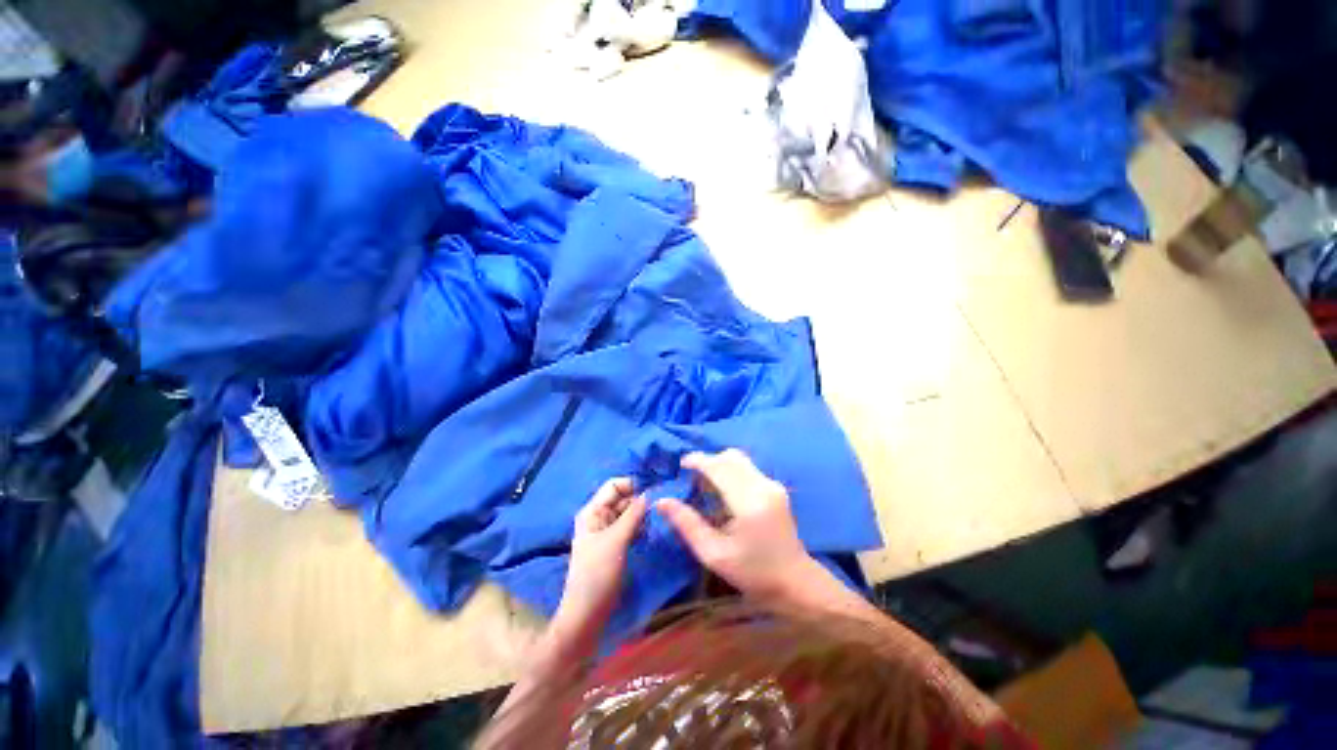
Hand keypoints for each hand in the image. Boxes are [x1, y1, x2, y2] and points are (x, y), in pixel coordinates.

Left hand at [558, 478, 646, 631]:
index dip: (633, 485)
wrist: (586, 616)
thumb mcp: (617, 541)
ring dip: (642, 514)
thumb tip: (650, 492)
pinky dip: (641, 527)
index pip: (614, 485)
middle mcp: (599, 517)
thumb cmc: (597, 575)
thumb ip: (633, 514)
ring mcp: (607, 532)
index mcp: (592, 511)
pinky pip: (630, 527)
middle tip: (662, 506)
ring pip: (628, 513)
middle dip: (641, 500)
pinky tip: (652, 532)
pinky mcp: (615, 545)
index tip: (656, 490)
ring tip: (659, 519)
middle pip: (622, 498)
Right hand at [657, 450, 827, 602]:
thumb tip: (661, 501)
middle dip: (708, 461)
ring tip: (705, 484)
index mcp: (748, 502)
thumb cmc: (753, 573)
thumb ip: (687, 524)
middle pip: (730, 457)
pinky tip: (723, 490)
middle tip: (691, 478)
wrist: (795, 582)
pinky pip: (747, 468)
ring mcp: (772, 484)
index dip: (698, 460)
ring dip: (719, 464)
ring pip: (739, 459)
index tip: (681, 464)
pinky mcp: (775, 487)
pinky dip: (730, 470)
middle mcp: (763, 486)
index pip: (719, 467)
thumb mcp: (714, 554)